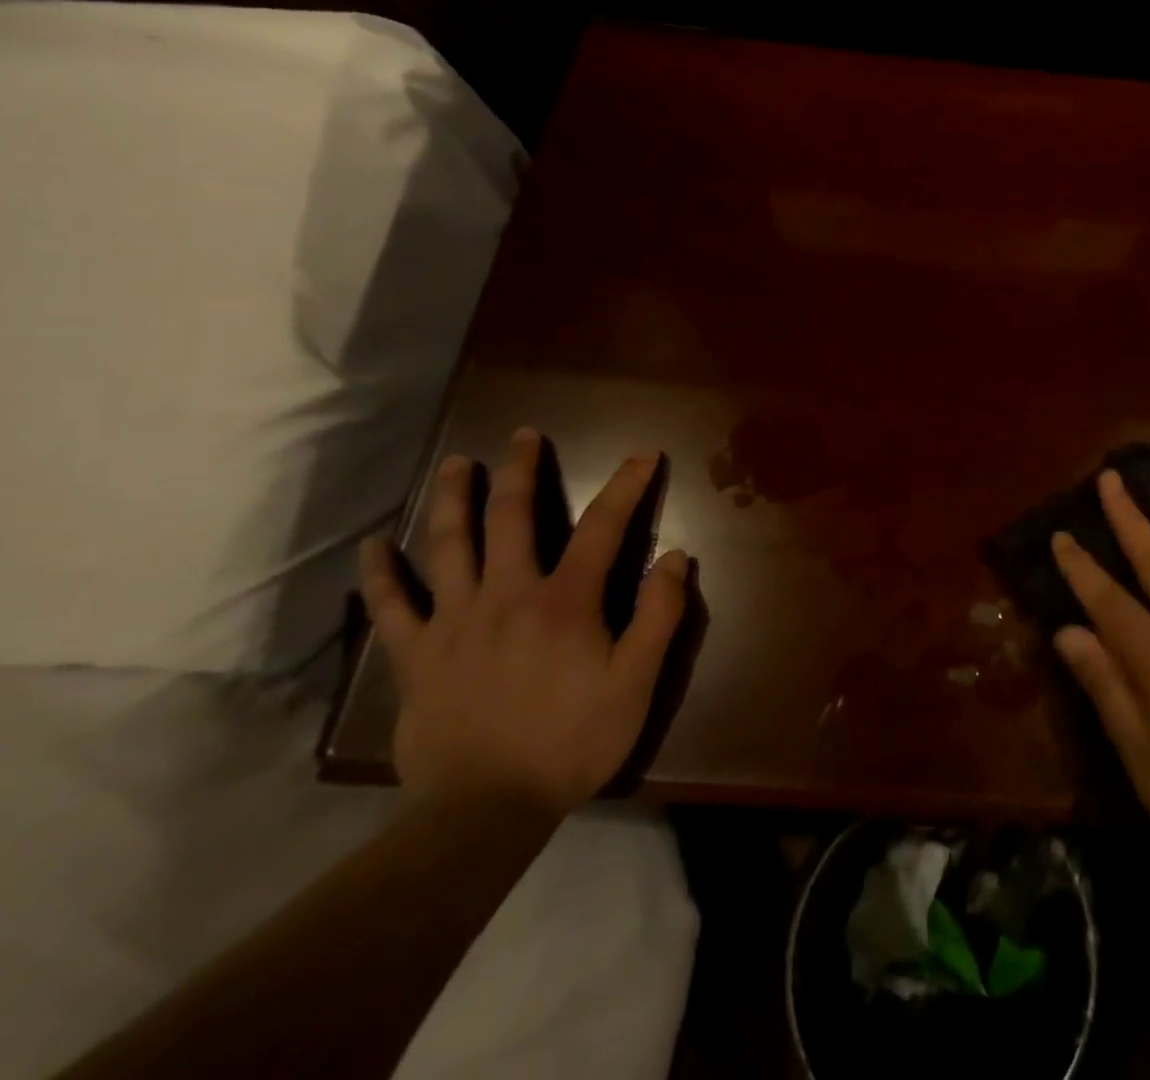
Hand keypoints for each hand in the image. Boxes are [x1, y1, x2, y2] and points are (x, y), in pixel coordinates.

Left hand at [358, 427, 686, 815]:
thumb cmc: (572, 742)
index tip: (642, 455)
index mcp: (565, 601)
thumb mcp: (636, 683)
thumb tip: (676, 557)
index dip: (626, 485)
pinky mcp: (415, 656)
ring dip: (453, 497)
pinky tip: (373, 546)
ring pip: (448, 544)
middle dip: (522, 470)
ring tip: (456, 464)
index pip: (603, 526)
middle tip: (524, 435)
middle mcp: (507, 595)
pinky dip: (380, 573)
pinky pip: (391, 606)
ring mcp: (454, 622)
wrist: (484, 813)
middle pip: (512, 517)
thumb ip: (659, 616)